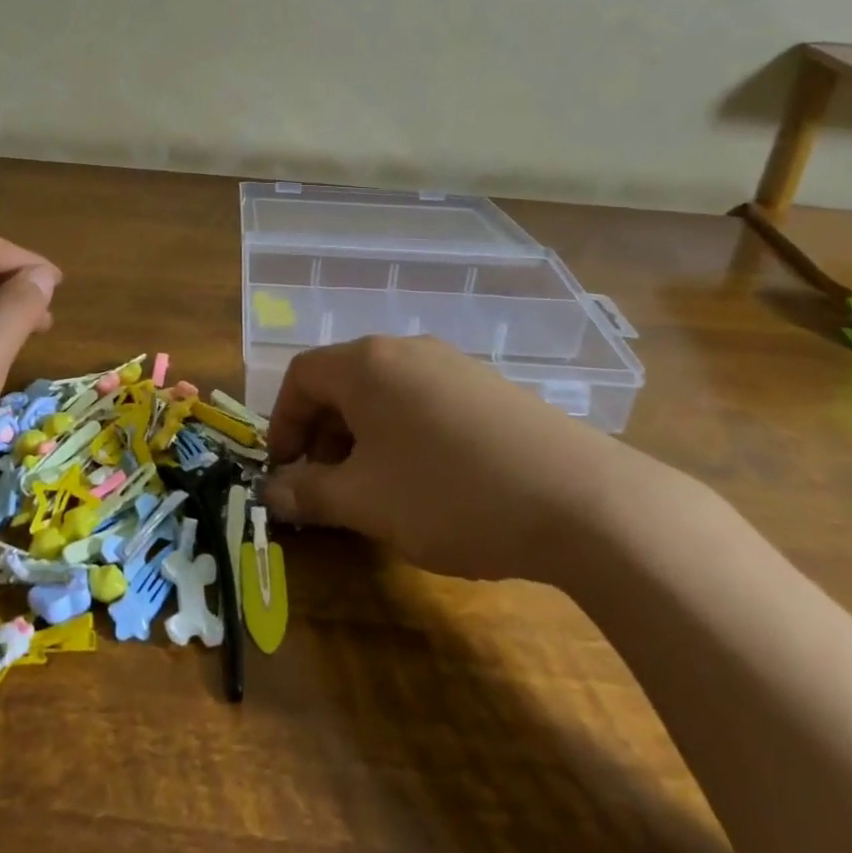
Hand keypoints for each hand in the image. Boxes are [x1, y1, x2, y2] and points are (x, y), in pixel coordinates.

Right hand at [262, 336, 652, 581]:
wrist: (579, 498)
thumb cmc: (449, 494)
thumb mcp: (366, 502)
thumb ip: (309, 494)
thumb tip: (273, 491)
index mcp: (366, 364)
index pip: (300, 376)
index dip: (281, 422)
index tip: (284, 471)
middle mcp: (405, 350)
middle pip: (342, 380)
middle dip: (322, 433)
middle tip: (326, 487)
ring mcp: (452, 363)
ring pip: (384, 392)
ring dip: (363, 436)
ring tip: (375, 488)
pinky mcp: (487, 386)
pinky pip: (424, 400)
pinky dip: (404, 432)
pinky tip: (428, 479)